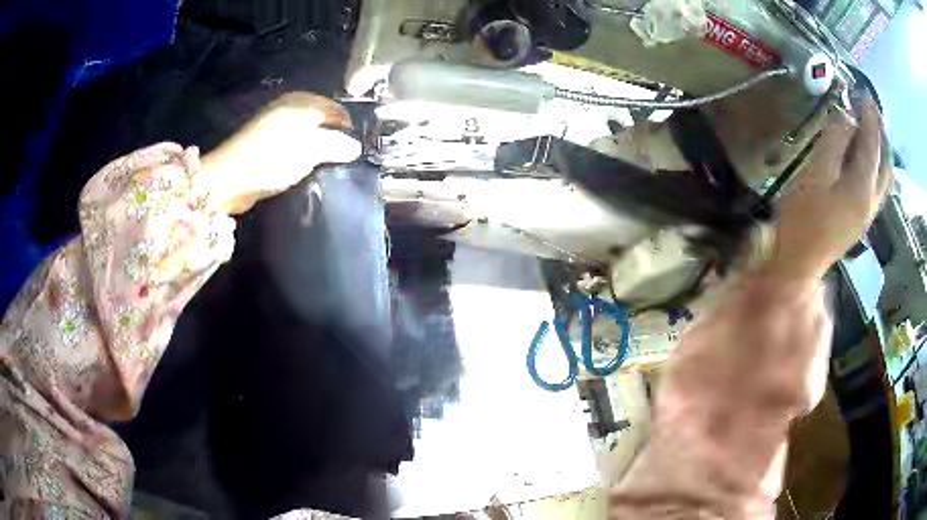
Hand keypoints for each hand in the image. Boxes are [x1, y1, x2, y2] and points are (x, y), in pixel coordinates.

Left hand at [199, 92, 361, 214]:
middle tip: (342, 161)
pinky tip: (304, 170)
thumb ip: (338, 144)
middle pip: (321, 120)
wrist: (229, 179)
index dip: (348, 127)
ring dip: (317, 150)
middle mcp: (289, 107)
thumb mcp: (311, 148)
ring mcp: (275, 124)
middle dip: (333, 139)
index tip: (356, 151)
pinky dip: (301, 156)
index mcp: (302, 100)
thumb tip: (355, 147)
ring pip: (307, 134)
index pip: (336, 108)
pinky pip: (292, 145)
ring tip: (325, 168)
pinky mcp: (264, 143)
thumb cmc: (272, 157)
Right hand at [765, 96, 892, 281]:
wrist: (800, 264)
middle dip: (882, 136)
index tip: (867, 96)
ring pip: (884, 179)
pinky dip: (878, 168)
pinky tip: (870, 161)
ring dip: (882, 153)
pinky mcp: (861, 221)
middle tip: (873, 112)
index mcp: (862, 187)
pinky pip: (878, 189)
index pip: (871, 145)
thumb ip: (834, 142)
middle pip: (885, 165)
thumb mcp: (816, 172)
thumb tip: (847, 118)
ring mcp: (868, 214)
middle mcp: (871, 200)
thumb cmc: (804, 216)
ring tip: (874, 132)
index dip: (870, 118)